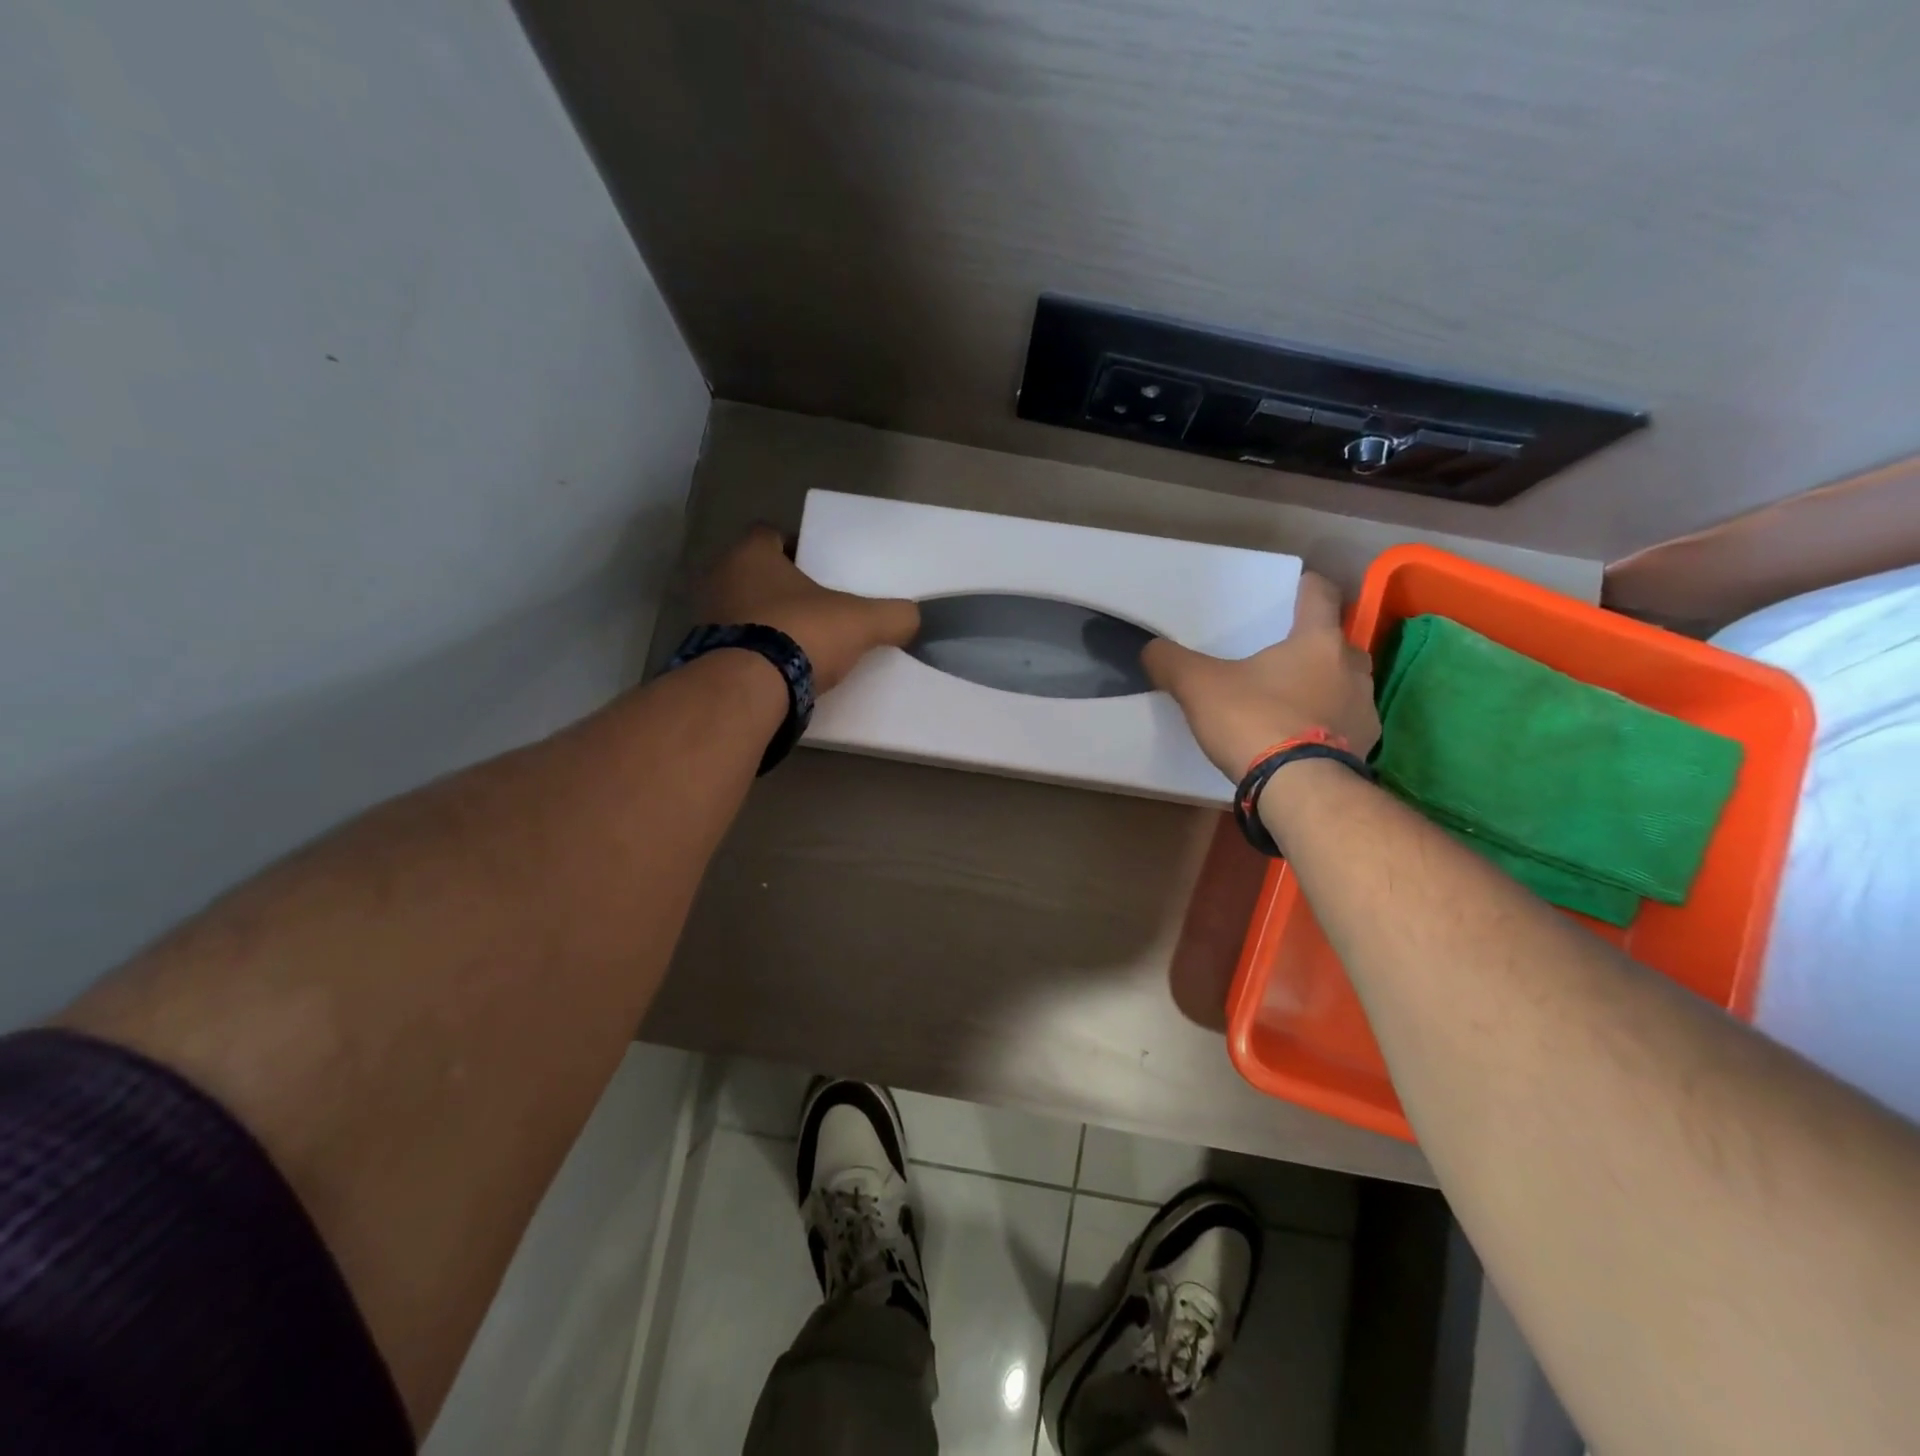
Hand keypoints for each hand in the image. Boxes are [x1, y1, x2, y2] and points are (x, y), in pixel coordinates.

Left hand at [699, 526, 919, 692]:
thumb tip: (913, 618)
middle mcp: (719, 579)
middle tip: (813, 606)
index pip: (769, 534)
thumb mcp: (861, 622)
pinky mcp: (704, 658)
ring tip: (798, 642)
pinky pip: (733, 648)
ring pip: (741, 611)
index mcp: (751, 555)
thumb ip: (892, 616)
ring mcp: (705, 620)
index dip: (794, 546)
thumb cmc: (801, 634)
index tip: (818, 566)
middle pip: (753, 574)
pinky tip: (778, 671)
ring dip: (764, 622)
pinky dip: (753, 655)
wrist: (749, 690)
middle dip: (780, 588)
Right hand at [1141, 571, 1379, 778]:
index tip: (1295, 588)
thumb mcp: (1198, 687)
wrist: (1299, 789)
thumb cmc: (1255, 721)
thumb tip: (1150, 649)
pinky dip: (1327, 725)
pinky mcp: (1365, 748)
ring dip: (1325, 686)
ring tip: (1291, 701)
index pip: (1321, 595)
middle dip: (1315, 646)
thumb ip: (1172, 663)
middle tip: (1283, 656)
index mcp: (1317, 641)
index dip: (1306, 587)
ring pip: (1346, 684)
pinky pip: (1345, 725)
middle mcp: (1352, 668)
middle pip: (1337, 642)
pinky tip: (1302, 739)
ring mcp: (1364, 710)